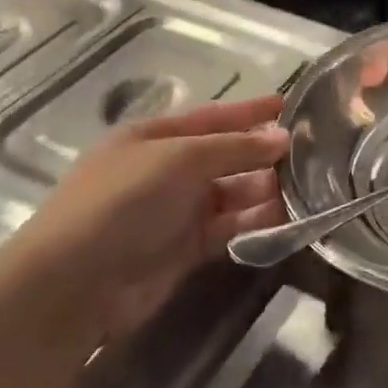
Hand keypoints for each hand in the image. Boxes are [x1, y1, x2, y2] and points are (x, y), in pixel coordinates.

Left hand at [0, 94, 289, 336]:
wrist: (75, 282)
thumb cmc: (124, 201)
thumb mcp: (179, 159)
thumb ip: (234, 148)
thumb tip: (282, 138)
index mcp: (154, 136)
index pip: (211, 116)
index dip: (249, 111)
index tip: (289, 105)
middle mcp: (165, 169)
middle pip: (224, 155)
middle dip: (262, 153)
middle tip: (311, 154)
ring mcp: (175, 210)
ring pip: (231, 193)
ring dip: (263, 189)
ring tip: (306, 188)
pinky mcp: (184, 248)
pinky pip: (229, 227)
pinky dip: (254, 222)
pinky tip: (284, 219)